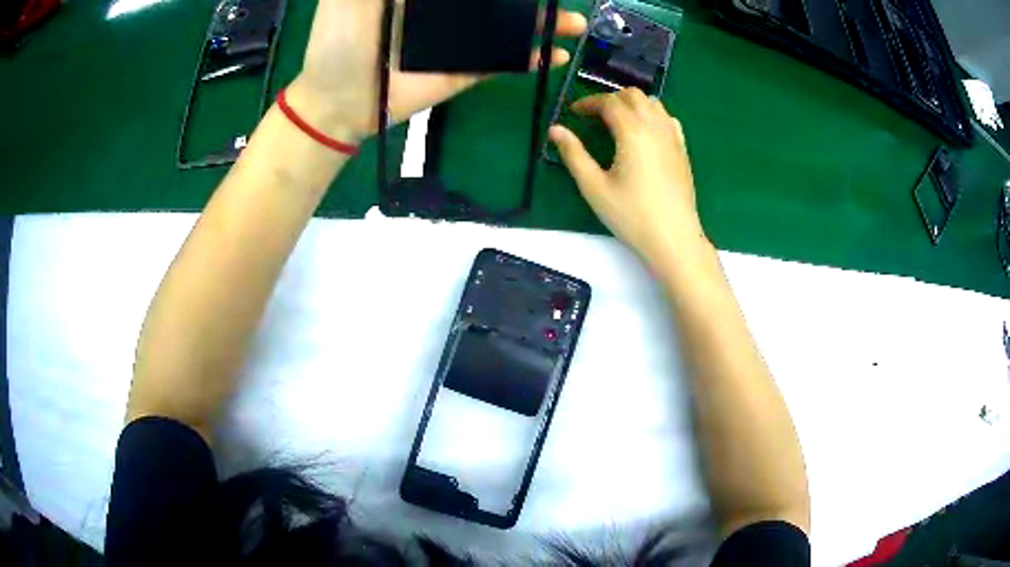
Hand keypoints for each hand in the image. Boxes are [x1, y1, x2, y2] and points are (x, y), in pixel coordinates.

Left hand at [286, 0, 586, 140]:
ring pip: (506, 29)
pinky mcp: (462, 72)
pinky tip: (556, 54)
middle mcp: (445, 13)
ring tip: (573, 23)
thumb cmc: (338, 43)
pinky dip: (529, 60)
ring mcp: (456, 44)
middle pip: (495, 2)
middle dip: (528, 1)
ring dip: (541, 25)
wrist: (338, 103)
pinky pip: (501, 64)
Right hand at [548, 88, 706, 264]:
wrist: (674, 238)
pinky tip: (643, 133)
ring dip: (632, 104)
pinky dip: (652, 115)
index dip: (588, 102)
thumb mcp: (594, 187)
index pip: (609, 102)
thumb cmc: (632, 216)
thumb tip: (555, 130)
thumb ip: (573, 154)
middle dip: (610, 99)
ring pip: (652, 103)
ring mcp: (673, 137)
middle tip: (594, 117)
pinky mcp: (682, 149)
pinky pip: (667, 118)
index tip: (573, 112)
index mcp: (632, 131)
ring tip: (617, 122)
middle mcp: (655, 126)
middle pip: (632, 95)